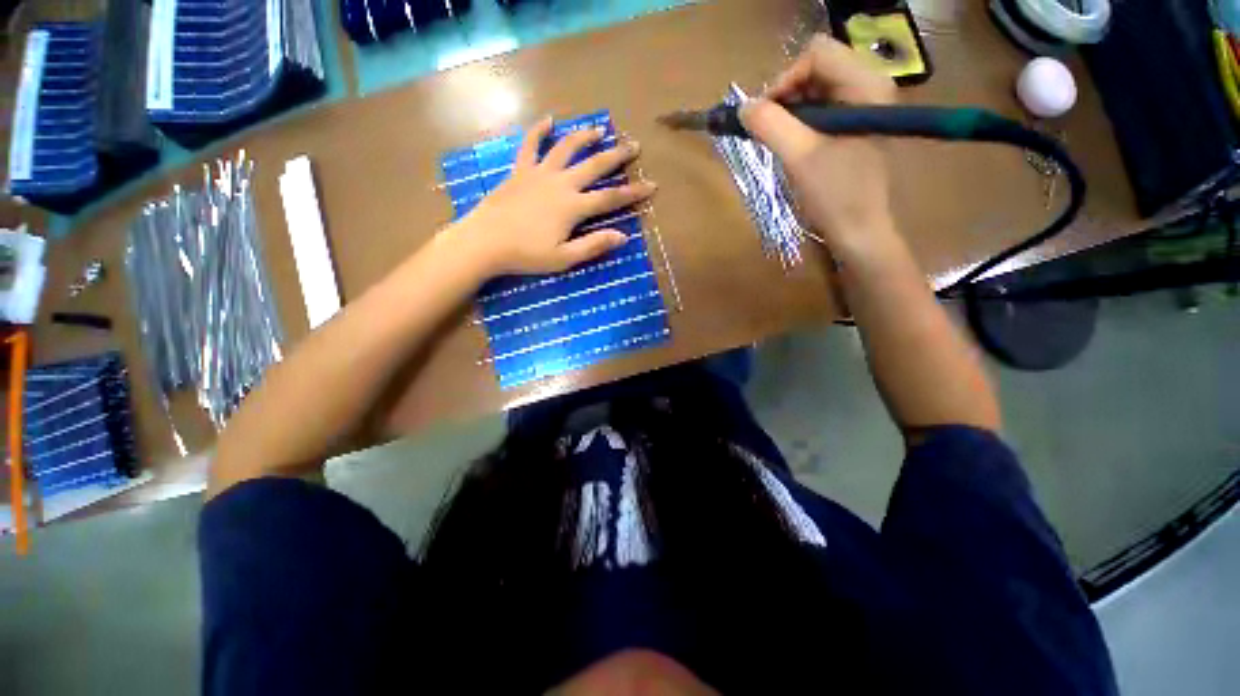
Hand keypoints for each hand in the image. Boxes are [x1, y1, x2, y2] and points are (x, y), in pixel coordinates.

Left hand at [451, 116, 655, 276]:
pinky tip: (548, 120)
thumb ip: (594, 246)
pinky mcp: (520, 171)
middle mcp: (561, 183)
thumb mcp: (564, 258)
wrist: (485, 242)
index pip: (610, 198)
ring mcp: (539, 173)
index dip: (633, 192)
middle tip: (633, 145)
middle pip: (594, 165)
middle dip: (616, 155)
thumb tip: (623, 237)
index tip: (652, 185)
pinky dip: (539, 131)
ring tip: (599, 129)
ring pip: (566, 148)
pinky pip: (530, 145)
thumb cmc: (526, 254)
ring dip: (584, 137)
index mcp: (573, 207)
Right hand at [740, 36, 897, 257]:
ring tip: (777, 140)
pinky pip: (819, 108)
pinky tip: (791, 144)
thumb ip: (770, 125)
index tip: (764, 116)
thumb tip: (743, 108)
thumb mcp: (800, 158)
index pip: (816, 54)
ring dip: (789, 110)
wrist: (858, 230)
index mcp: (865, 85)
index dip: (784, 80)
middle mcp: (868, 85)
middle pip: (815, 68)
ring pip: (815, 88)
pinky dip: (798, 122)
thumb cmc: (835, 195)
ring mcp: (862, 105)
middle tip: (767, 129)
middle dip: (785, 95)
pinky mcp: (853, 125)